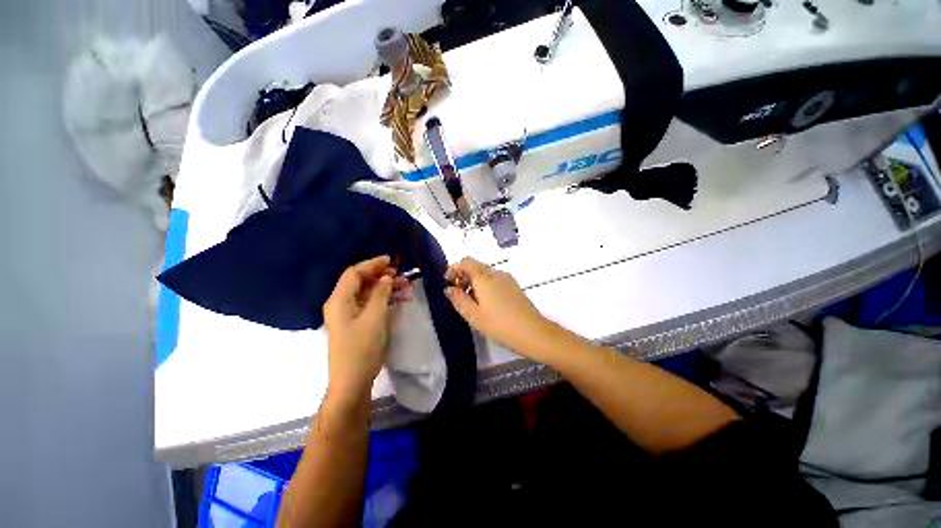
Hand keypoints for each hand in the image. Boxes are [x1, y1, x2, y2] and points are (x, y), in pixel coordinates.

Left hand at [323, 256, 409, 400]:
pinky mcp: (356, 323)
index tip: (391, 260)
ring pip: (368, 293)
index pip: (354, 273)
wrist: (352, 381)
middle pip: (361, 282)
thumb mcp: (374, 317)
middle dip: (382, 276)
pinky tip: (400, 299)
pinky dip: (384, 300)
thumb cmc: (362, 348)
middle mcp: (341, 304)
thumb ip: (380, 293)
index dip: (372, 264)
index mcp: (339, 300)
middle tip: (401, 274)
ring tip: (406, 287)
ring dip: (386, 288)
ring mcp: (348, 314)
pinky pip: (370, 304)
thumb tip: (386, 277)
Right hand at [445, 257, 552, 357]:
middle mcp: (496, 273)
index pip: (466, 262)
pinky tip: (485, 303)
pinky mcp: (514, 286)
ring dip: (474, 282)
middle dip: (463, 276)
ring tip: (470, 301)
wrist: (532, 331)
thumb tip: (449, 289)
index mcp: (484, 277)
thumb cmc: (499, 324)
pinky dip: (485, 286)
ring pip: (485, 274)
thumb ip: (459, 299)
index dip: (454, 268)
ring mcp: (507, 279)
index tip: (448, 282)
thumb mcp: (474, 315)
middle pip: (476, 266)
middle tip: (457, 294)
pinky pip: (495, 280)